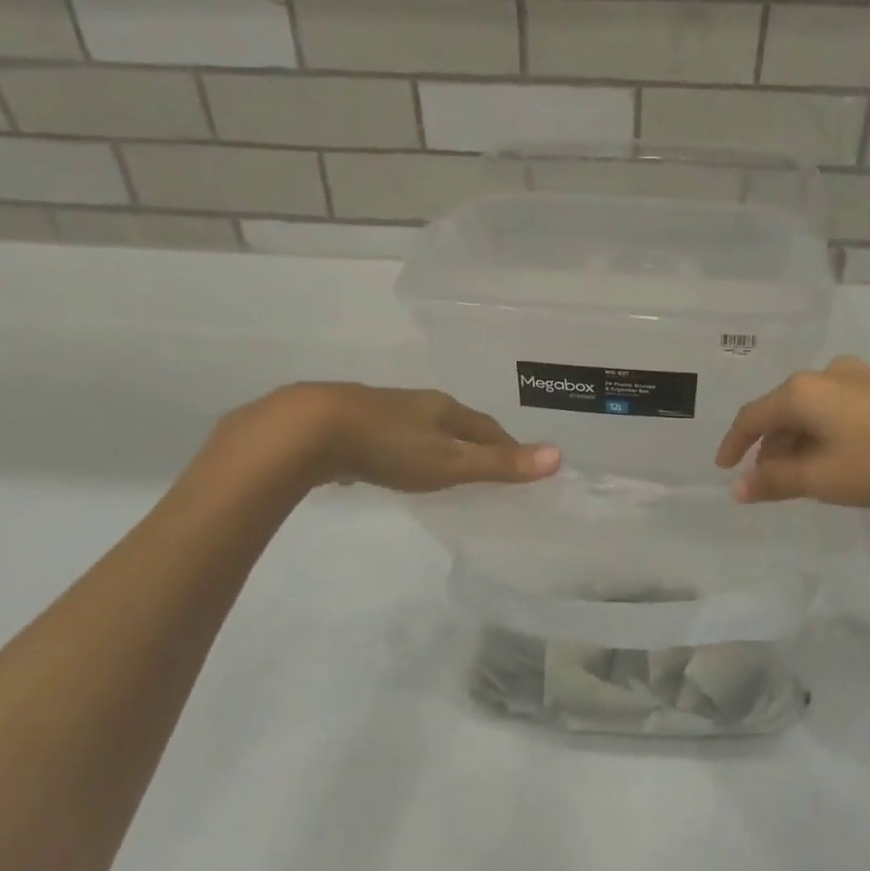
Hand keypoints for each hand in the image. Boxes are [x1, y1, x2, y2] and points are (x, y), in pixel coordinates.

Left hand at [210, 383, 559, 495]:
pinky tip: (392, 465)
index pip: (486, 426)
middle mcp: (416, 404)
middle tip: (486, 465)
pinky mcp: (351, 425)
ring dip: (436, 445)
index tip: (520, 461)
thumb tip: (559, 456)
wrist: (310, 430)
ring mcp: (382, 411)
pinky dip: (402, 451)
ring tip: (444, 466)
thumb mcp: (450, 461)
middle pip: (455, 423)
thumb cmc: (389, 447)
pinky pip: (389, 438)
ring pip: (420, 428)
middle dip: (473, 441)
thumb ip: (499, 463)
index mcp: (444, 409)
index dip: (506, 444)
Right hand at [714, 356, 869, 506]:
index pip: (752, 417)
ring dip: (799, 442)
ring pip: (812, 411)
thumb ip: (774, 481)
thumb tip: (738, 487)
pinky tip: (838, 458)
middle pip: (782, 412)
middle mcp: (825, 374)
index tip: (724, 468)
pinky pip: (837, 409)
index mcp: (801, 392)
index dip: (734, 444)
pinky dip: (825, 434)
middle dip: (770, 448)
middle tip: (768, 481)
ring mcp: (859, 377)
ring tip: (803, 476)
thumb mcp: (822, 479)